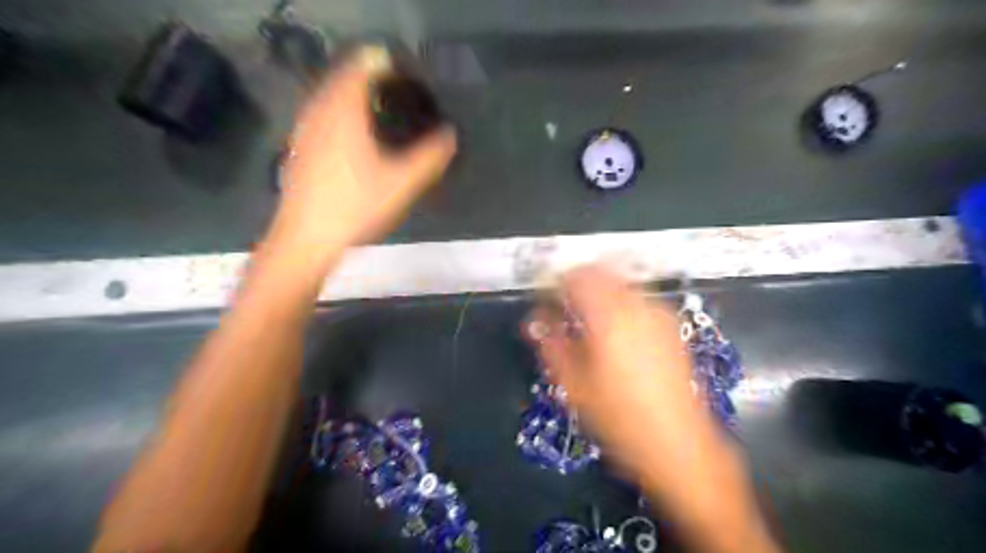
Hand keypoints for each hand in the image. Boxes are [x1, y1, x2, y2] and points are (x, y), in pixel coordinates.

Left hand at [273, 49, 457, 253]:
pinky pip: (320, 113)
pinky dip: (338, 111)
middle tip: (395, 87)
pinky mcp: (299, 147)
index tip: (405, 71)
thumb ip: (429, 157)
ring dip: (352, 93)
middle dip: (368, 75)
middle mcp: (319, 111)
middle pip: (343, 76)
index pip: (362, 66)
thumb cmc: (355, 207)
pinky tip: (351, 133)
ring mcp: (304, 129)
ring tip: (377, 106)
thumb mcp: (401, 184)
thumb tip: (451, 135)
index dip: (383, 63)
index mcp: (344, 111)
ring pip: (328, 95)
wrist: (306, 238)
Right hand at [528, 266, 725, 490]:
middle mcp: (637, 306)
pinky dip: (620, 303)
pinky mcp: (671, 327)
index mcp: (609, 317)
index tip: (546, 300)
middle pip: (602, 272)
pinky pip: (639, 299)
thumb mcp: (575, 386)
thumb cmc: (620, 418)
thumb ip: (551, 345)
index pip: (577, 277)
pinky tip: (615, 331)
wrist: (678, 444)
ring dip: (600, 292)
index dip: (556, 282)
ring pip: (621, 283)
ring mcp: (659, 314)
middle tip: (564, 309)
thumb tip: (535, 321)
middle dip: (578, 284)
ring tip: (588, 322)